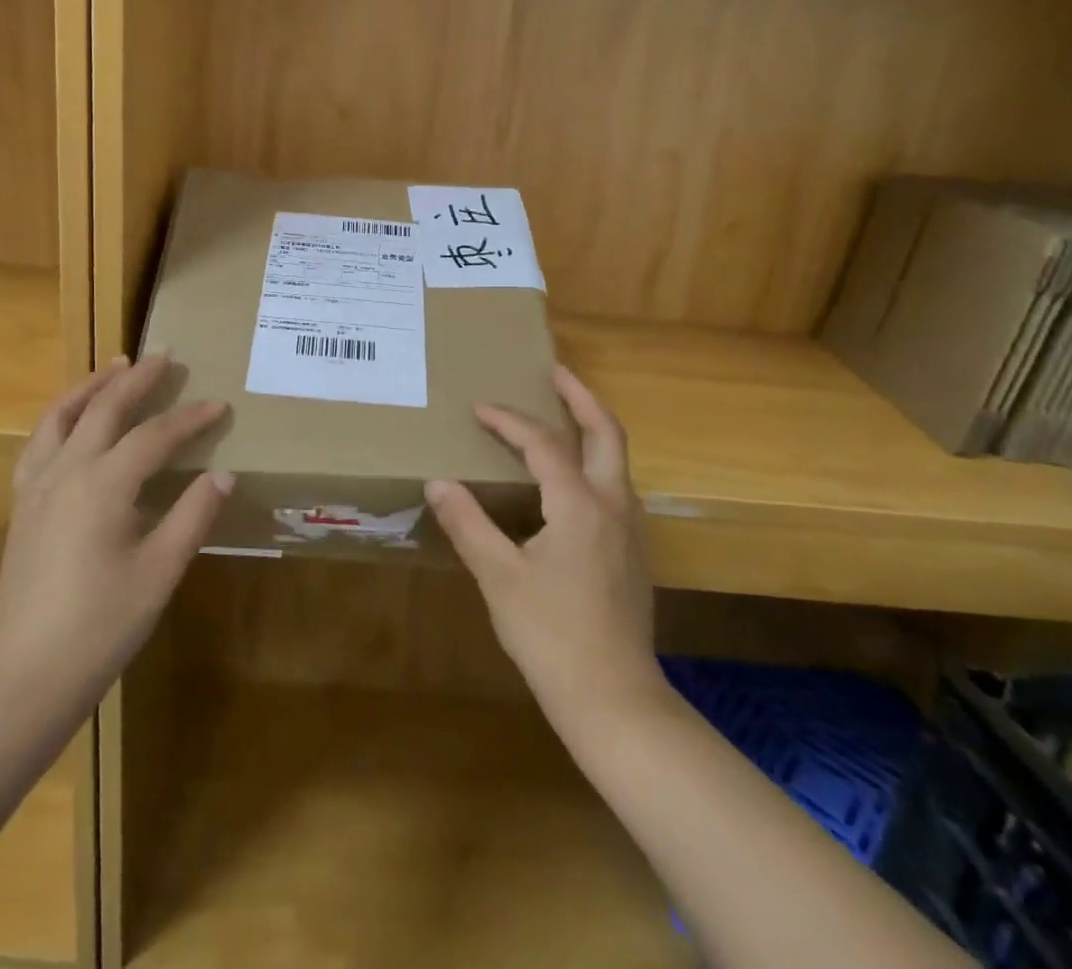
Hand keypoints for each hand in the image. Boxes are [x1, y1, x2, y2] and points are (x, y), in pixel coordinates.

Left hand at [0, 354, 231, 706]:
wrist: (30, 672)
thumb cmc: (104, 623)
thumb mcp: (160, 571)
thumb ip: (193, 515)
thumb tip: (222, 475)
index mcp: (104, 485)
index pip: (154, 436)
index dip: (190, 418)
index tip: (218, 405)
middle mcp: (66, 471)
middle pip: (105, 408)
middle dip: (138, 379)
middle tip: (165, 356)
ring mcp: (37, 485)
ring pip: (61, 416)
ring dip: (92, 385)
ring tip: (115, 366)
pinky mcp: (22, 504)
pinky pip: (39, 442)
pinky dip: (60, 417)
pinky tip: (71, 421)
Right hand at [425, 365, 665, 737]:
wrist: (614, 699)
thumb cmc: (551, 635)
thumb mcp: (499, 577)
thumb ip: (469, 523)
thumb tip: (438, 481)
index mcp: (579, 504)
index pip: (543, 443)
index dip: (509, 421)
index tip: (479, 408)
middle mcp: (613, 506)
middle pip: (606, 433)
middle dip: (582, 397)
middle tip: (556, 372)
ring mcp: (630, 530)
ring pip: (617, 460)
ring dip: (593, 428)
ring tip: (563, 416)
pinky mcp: (633, 553)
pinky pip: (615, 486)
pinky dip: (595, 462)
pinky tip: (571, 481)